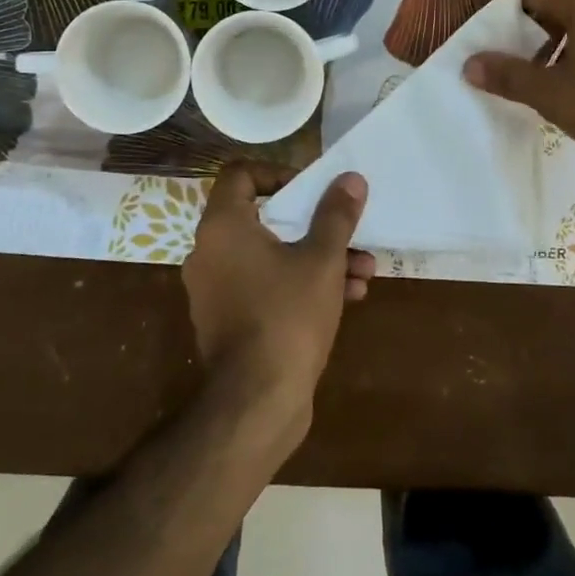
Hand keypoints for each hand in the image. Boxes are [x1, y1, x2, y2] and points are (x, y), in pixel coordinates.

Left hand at [181, 163, 371, 422]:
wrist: (257, 402)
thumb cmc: (287, 316)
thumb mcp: (322, 259)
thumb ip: (336, 215)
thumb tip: (350, 179)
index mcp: (223, 227)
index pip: (240, 175)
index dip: (278, 173)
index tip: (311, 190)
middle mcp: (210, 252)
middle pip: (264, 218)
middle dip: (316, 225)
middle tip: (349, 231)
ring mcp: (217, 289)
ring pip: (272, 256)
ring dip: (318, 258)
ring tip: (364, 271)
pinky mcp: (229, 320)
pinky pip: (266, 286)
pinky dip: (301, 284)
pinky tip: (349, 297)